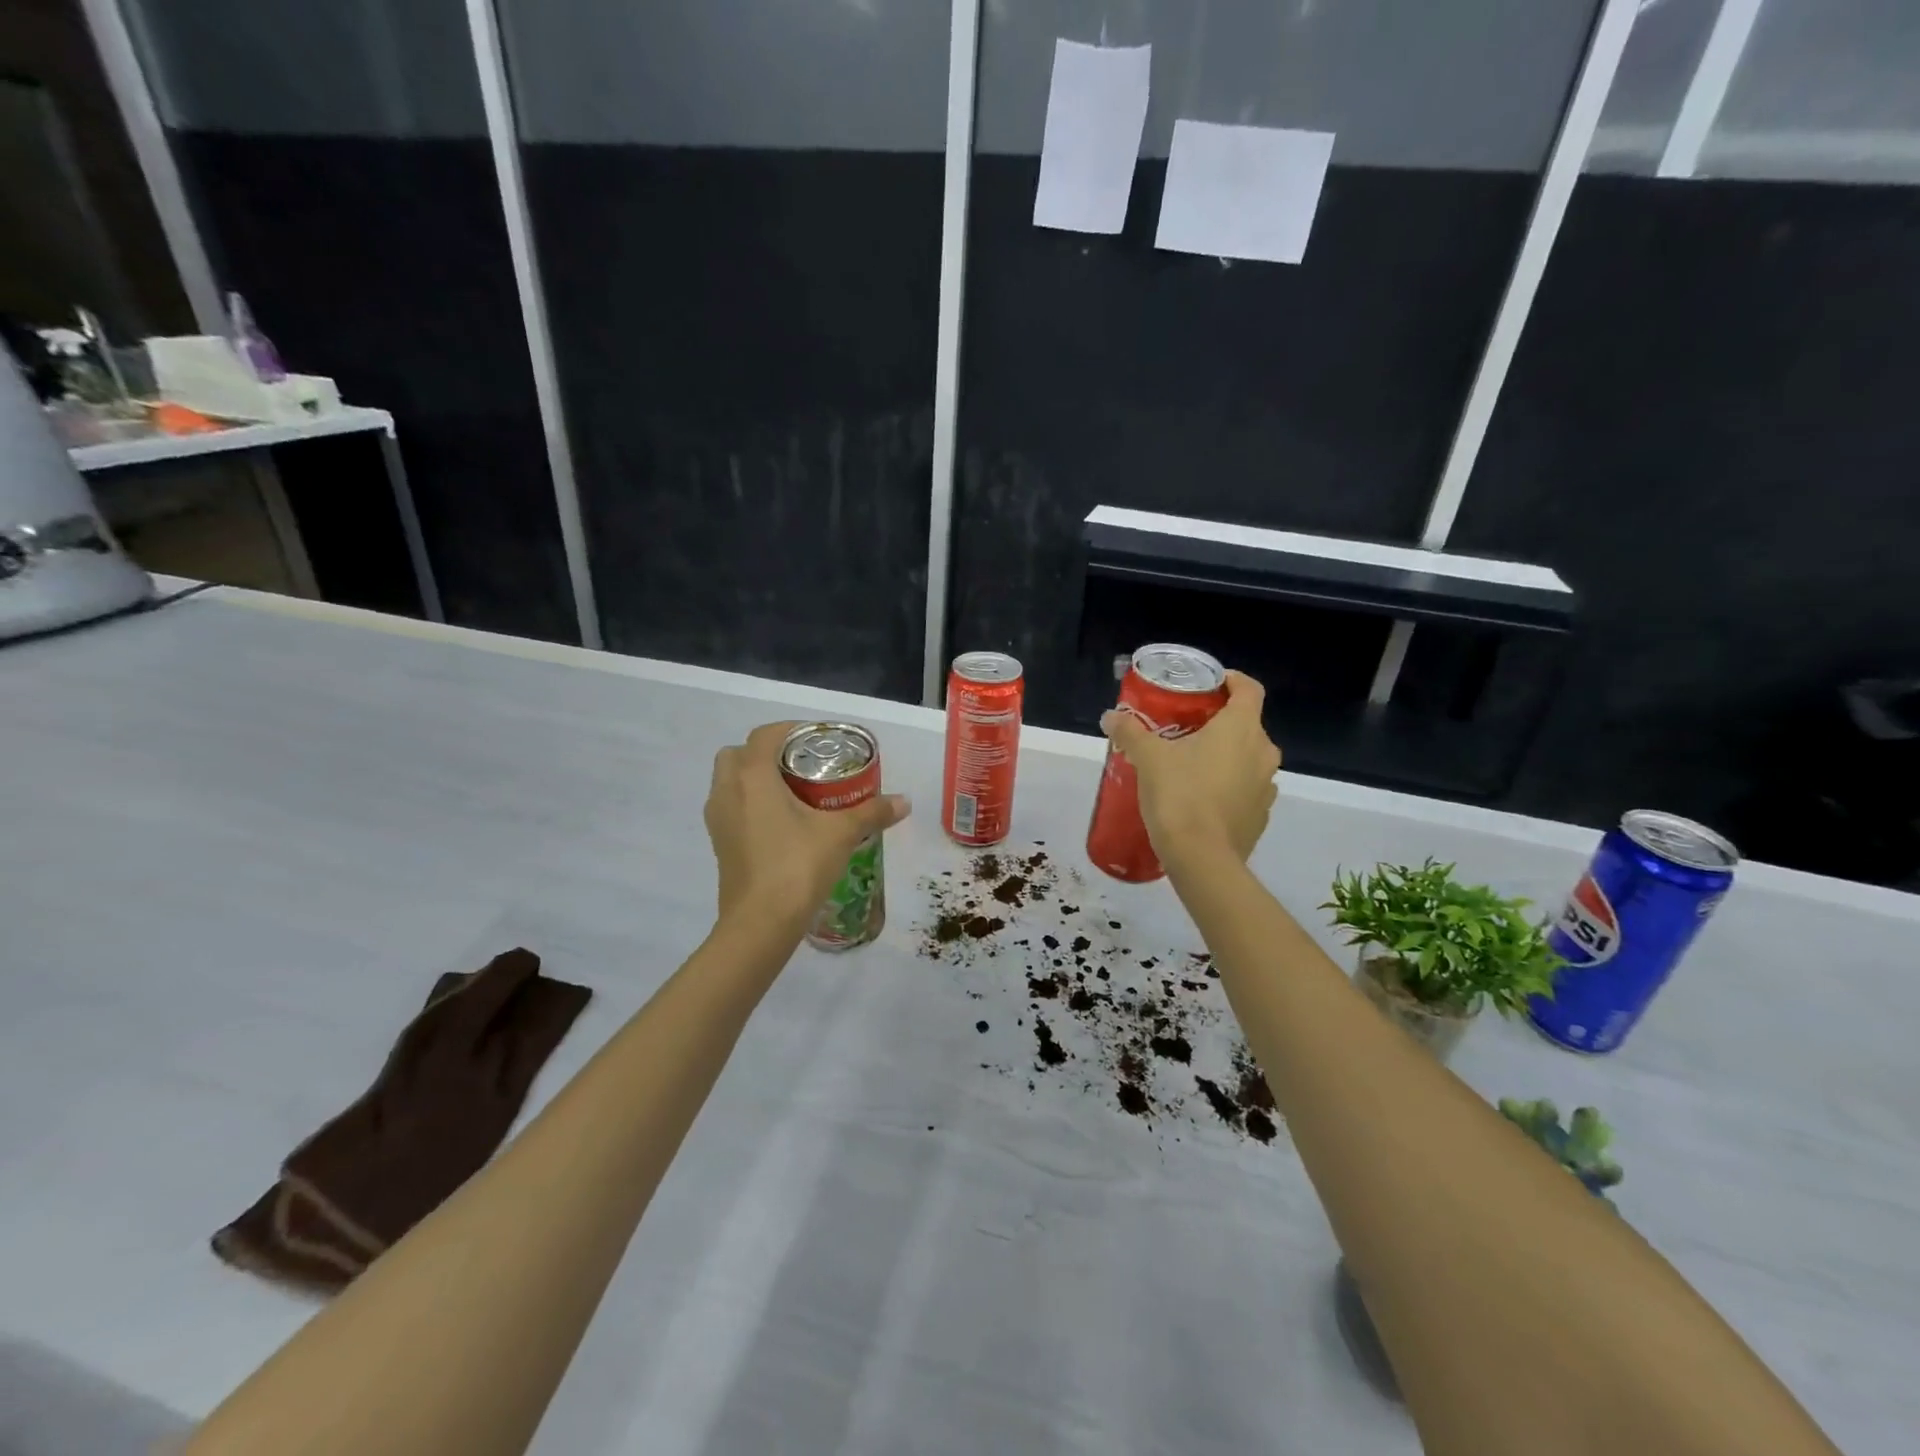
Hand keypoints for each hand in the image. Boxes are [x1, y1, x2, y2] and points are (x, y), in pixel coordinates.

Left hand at [704, 722, 910, 924]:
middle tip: (803, 766)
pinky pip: (732, 808)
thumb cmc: (797, 867)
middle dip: (768, 753)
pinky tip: (781, 823)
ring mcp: (718, 818)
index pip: (767, 734)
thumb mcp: (841, 834)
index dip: (792, 730)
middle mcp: (727, 790)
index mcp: (752, 776)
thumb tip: (905, 802)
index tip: (819, 741)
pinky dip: (750, 804)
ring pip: (730, 782)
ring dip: (755, 778)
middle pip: (740, 754)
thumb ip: (872, 812)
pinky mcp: (719, 843)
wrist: (760, 924)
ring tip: (794, 793)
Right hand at [1101, 671, 1280, 866]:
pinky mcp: (1260, 815)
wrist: (1201, 859)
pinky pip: (1245, 789)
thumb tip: (1110, 716)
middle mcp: (1263, 752)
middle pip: (1246, 725)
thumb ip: (1130, 732)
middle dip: (1219, 723)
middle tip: (1186, 728)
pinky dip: (1228, 785)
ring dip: (1225, 756)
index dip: (1232, 680)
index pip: (1249, 688)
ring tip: (1190, 764)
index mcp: (1241, 728)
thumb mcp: (1148, 758)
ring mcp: (1266, 786)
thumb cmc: (1179, 795)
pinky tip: (1200, 798)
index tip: (1209, 683)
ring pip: (1247, 758)